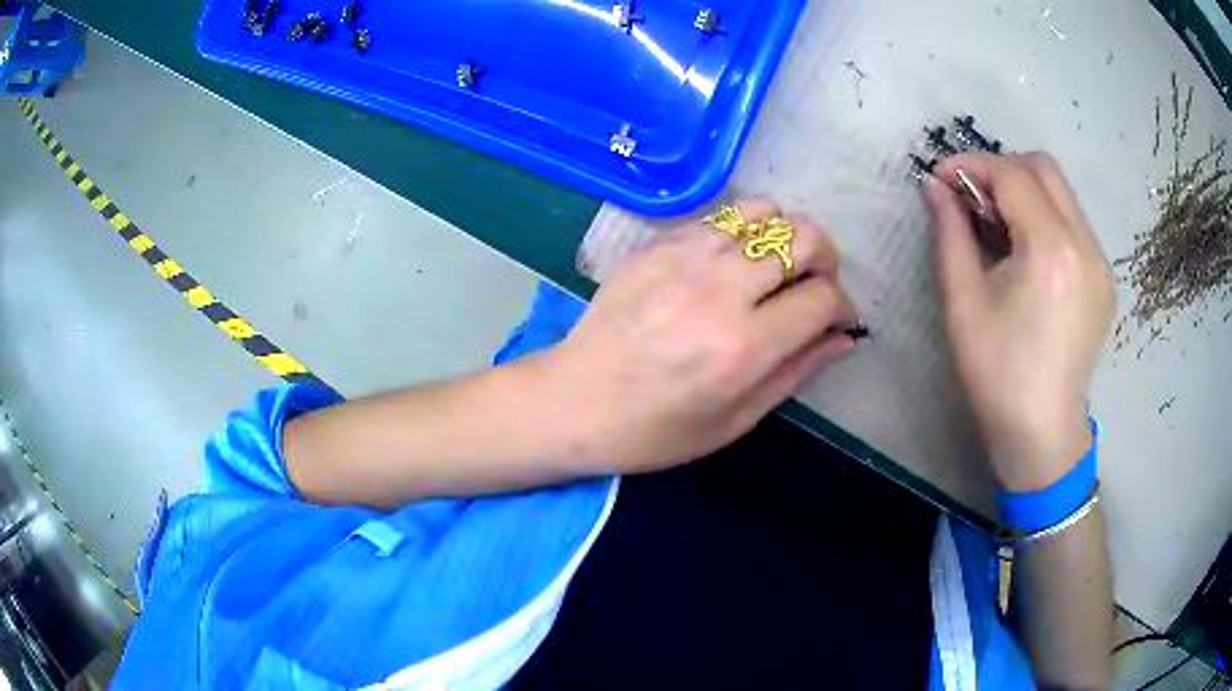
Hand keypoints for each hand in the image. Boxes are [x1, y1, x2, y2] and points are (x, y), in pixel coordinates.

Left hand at [539, 199, 858, 474]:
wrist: (573, 402)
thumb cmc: (655, 431)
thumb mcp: (734, 421)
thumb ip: (796, 372)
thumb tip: (844, 336)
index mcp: (742, 348)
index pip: (823, 298)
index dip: (843, 305)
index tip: (838, 318)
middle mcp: (718, 291)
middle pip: (803, 237)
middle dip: (825, 259)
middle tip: (815, 285)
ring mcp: (683, 259)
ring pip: (763, 212)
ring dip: (784, 237)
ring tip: (775, 268)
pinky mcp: (656, 245)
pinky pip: (720, 218)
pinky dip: (741, 233)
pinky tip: (731, 264)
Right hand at [924, 153, 1115, 490]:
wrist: (1042, 432)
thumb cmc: (997, 374)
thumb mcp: (963, 302)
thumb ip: (950, 233)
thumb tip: (935, 187)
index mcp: (1050, 249)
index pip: (1011, 174)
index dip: (971, 165)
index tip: (941, 178)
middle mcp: (1084, 244)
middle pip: (1044, 168)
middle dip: (1002, 169)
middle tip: (973, 199)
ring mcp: (1100, 261)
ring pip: (1061, 193)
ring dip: (1025, 192)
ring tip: (998, 227)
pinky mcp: (1104, 279)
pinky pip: (1073, 223)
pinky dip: (1045, 218)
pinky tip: (1028, 254)